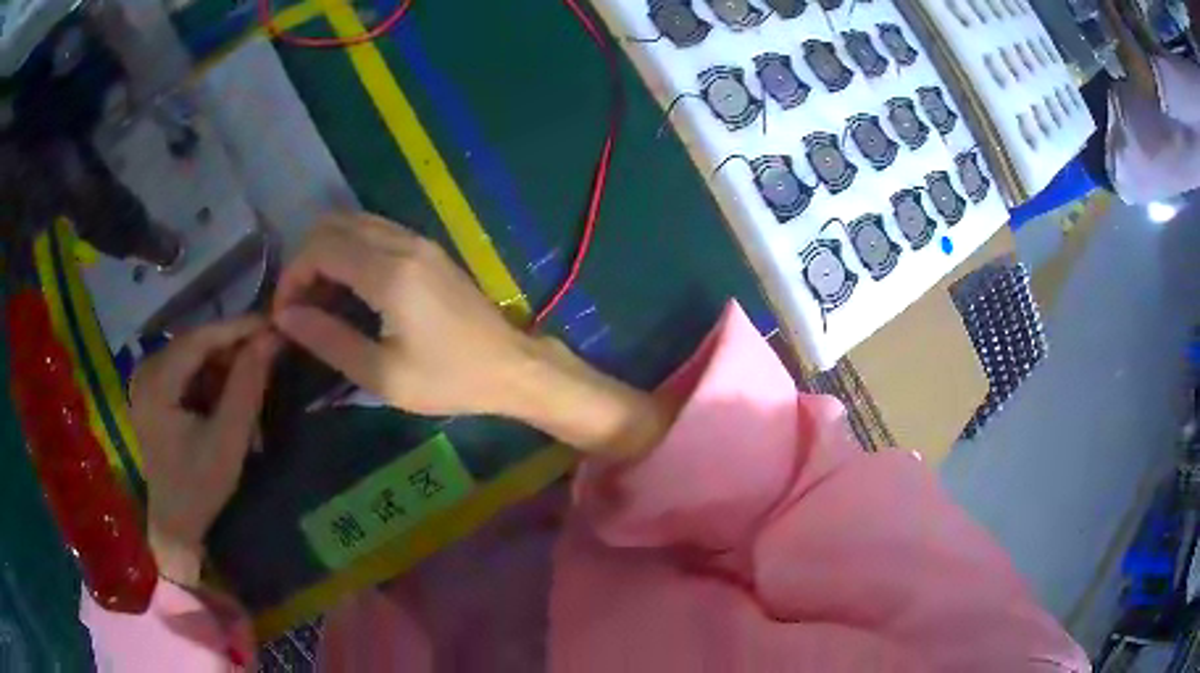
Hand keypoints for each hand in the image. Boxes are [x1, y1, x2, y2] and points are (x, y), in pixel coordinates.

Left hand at [130, 316, 276, 583]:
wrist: (175, 524)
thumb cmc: (199, 488)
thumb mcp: (228, 441)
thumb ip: (247, 387)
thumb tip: (270, 339)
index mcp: (155, 384)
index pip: (198, 339)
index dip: (237, 328)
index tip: (273, 323)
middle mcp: (145, 371)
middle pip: (194, 345)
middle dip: (231, 350)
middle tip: (267, 358)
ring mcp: (146, 380)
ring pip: (193, 356)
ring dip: (223, 367)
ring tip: (250, 387)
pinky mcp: (152, 390)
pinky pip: (186, 370)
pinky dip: (210, 380)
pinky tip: (228, 400)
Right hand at [272, 213, 675, 458]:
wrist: (511, 366)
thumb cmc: (449, 379)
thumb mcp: (382, 375)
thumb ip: (329, 340)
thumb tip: (286, 316)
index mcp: (390, 272)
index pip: (320, 248)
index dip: (292, 276)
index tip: (285, 314)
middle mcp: (402, 242)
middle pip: (332, 225)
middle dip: (304, 260)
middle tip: (300, 306)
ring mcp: (418, 240)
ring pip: (353, 222)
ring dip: (326, 251)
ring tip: (319, 299)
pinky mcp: (427, 247)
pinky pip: (375, 230)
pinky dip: (349, 248)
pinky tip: (348, 287)